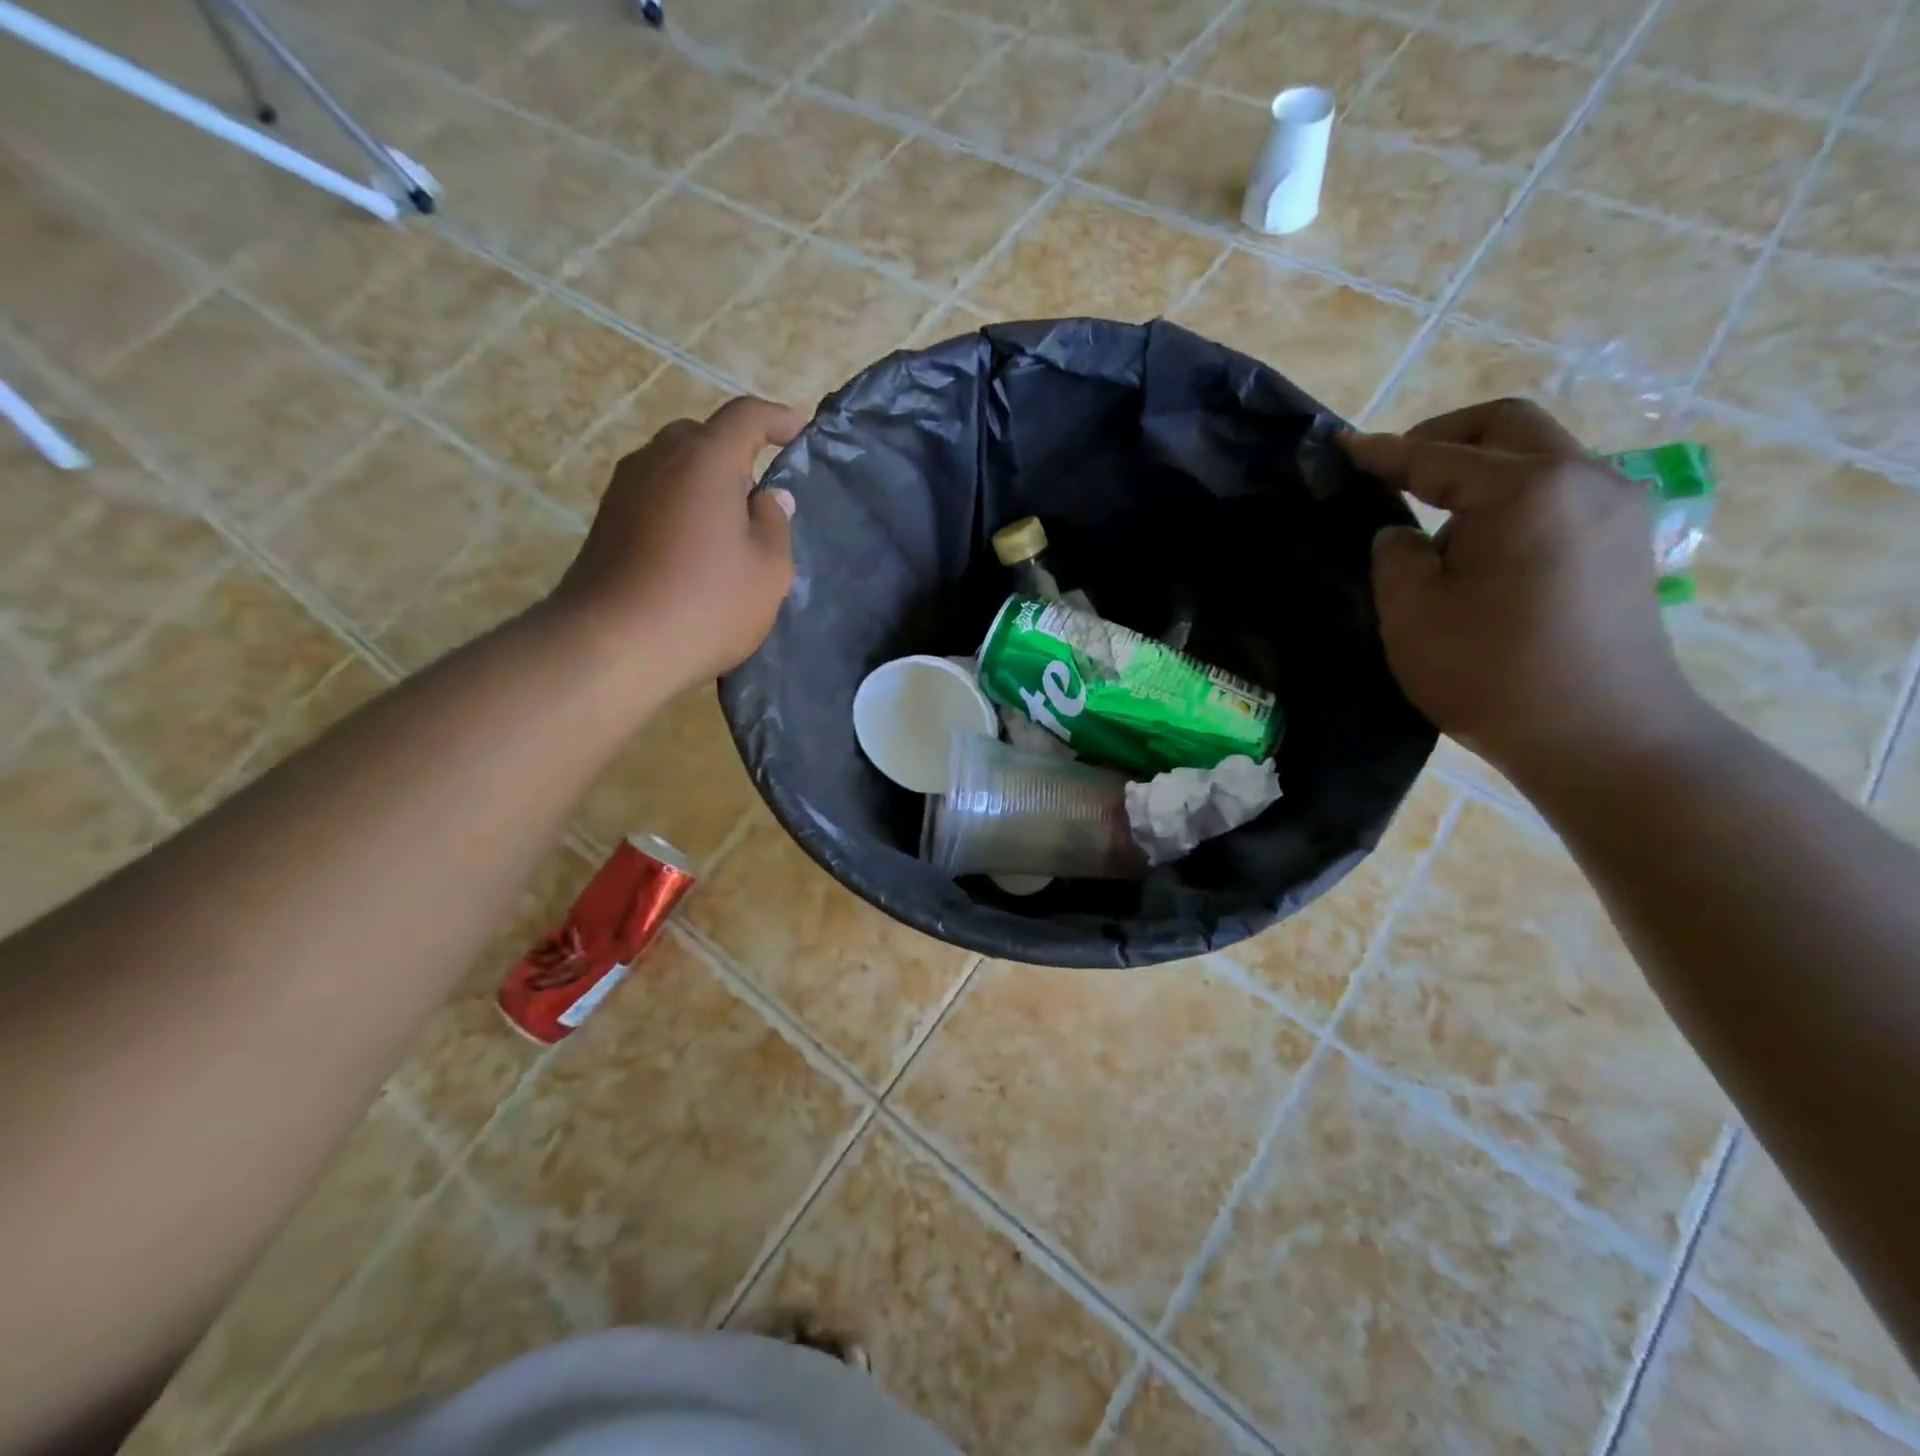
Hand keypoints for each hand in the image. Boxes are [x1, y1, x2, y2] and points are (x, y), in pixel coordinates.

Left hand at [545, 395, 802, 691]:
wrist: (612, 646)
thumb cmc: (706, 604)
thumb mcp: (769, 571)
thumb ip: (775, 525)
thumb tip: (769, 497)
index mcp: (704, 460)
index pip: (746, 416)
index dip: (777, 419)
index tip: (800, 433)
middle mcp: (658, 459)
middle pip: (702, 436)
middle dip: (736, 454)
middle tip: (761, 496)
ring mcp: (624, 489)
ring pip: (673, 466)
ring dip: (704, 483)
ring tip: (728, 528)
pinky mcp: (605, 521)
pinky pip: (653, 495)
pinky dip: (679, 506)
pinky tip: (693, 550)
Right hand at [1342, 398, 1708, 782]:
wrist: (1601, 736)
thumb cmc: (1491, 673)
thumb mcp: (1412, 614)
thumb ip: (1395, 556)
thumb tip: (1404, 534)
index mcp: (1526, 490)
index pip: (1437, 457)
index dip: (1382, 453)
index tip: (1340, 446)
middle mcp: (1583, 480)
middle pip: (1508, 426)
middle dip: (1443, 436)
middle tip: (1393, 467)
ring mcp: (1616, 509)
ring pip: (1539, 457)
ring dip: (1480, 469)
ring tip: (1433, 519)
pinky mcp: (1625, 543)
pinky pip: (1559, 493)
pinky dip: (1511, 497)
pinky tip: (1480, 544)